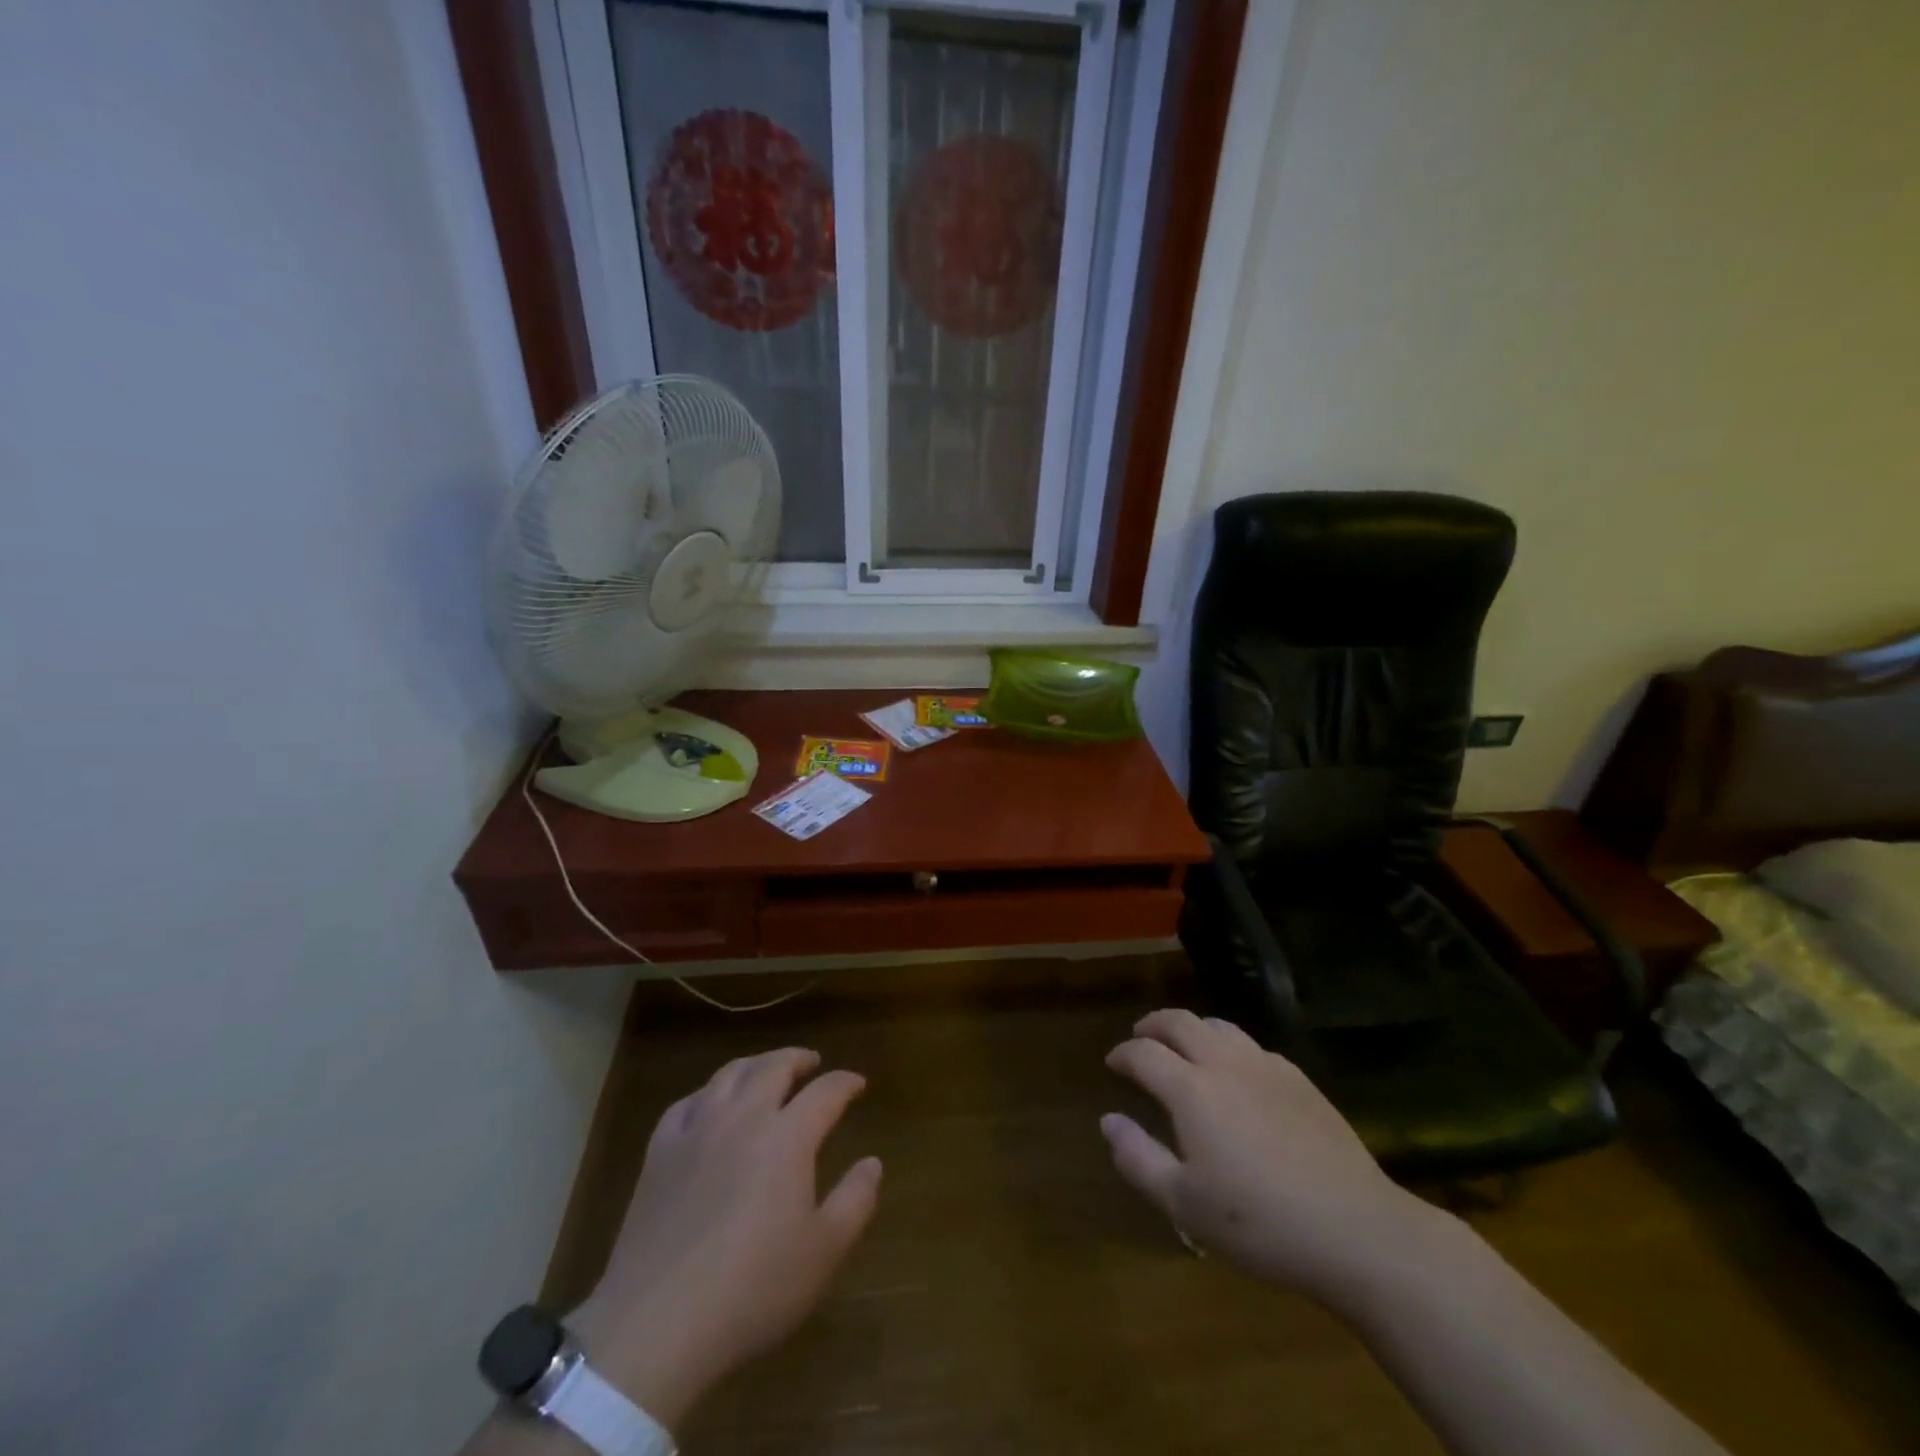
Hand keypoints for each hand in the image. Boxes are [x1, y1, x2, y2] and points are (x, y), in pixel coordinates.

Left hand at [571, 1048, 881, 1431]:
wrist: (656, 1325)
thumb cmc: (752, 1290)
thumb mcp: (822, 1253)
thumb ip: (855, 1201)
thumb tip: (873, 1162)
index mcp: (787, 1137)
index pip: (825, 1092)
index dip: (845, 1083)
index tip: (857, 1084)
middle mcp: (744, 1118)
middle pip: (774, 1067)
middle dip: (798, 1059)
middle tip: (812, 1063)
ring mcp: (697, 1131)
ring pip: (729, 1075)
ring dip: (755, 1065)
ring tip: (766, 1072)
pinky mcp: (659, 1153)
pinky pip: (686, 1104)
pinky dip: (706, 1094)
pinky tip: (709, 1106)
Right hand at [1101, 1009, 1431, 1307]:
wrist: (1356, 1230)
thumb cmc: (1260, 1222)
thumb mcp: (1183, 1203)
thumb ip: (1137, 1157)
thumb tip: (1108, 1120)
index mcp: (1191, 1089)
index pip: (1144, 1053)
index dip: (1123, 1054)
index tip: (1113, 1064)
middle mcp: (1225, 1064)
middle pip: (1180, 1022)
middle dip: (1153, 1024)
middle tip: (1140, 1037)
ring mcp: (1267, 1067)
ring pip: (1220, 1026)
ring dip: (1192, 1028)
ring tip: (1184, 1046)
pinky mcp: (1300, 1081)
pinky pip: (1254, 1046)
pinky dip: (1230, 1046)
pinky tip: (1237, 1072)